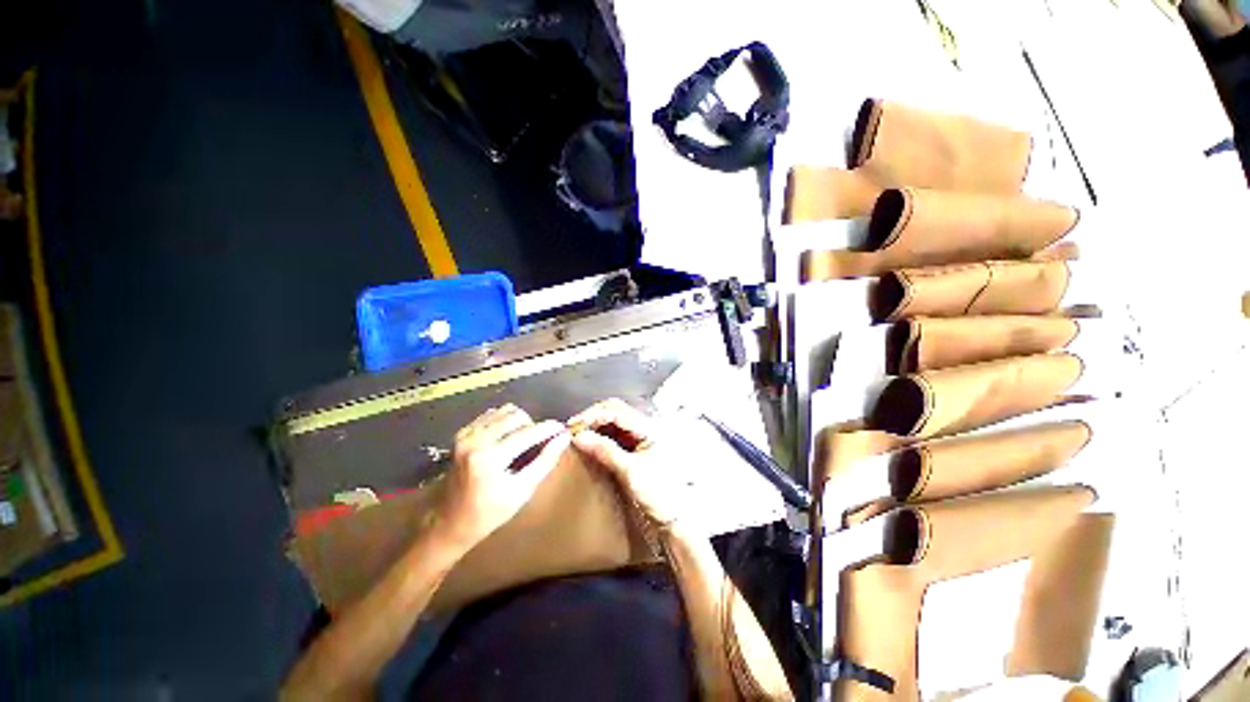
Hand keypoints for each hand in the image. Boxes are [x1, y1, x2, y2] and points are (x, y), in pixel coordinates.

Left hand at [438, 404, 570, 546]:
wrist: (449, 522)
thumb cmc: (489, 513)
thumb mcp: (522, 491)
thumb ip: (545, 461)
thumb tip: (563, 437)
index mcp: (489, 458)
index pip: (528, 432)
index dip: (549, 428)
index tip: (563, 429)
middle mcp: (475, 440)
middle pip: (517, 416)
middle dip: (533, 426)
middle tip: (539, 442)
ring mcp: (466, 434)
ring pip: (505, 411)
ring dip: (519, 422)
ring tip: (523, 441)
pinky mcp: (462, 433)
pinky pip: (492, 414)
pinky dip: (505, 421)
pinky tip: (507, 438)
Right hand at [568, 399, 700, 532]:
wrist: (672, 517)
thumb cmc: (658, 494)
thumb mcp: (630, 471)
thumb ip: (605, 450)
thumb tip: (579, 436)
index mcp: (651, 428)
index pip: (618, 412)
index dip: (595, 415)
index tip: (575, 425)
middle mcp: (648, 427)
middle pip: (617, 411)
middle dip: (595, 416)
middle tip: (575, 427)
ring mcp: (642, 436)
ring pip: (615, 420)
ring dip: (597, 424)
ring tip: (579, 433)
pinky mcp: (637, 447)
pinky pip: (616, 433)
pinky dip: (602, 434)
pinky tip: (590, 440)